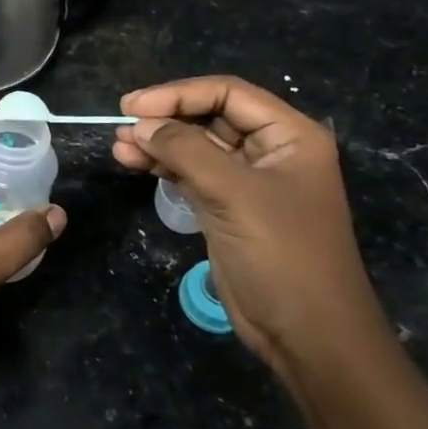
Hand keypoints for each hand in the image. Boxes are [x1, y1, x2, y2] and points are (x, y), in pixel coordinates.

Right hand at [114, 76, 388, 378]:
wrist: (308, 335)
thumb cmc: (282, 255)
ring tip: (119, 146)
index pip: (227, 93)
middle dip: (165, 118)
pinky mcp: (227, 206)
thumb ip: (186, 151)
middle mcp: (270, 150)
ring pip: (195, 145)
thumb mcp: (234, 195)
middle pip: (209, 115)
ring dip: (157, 143)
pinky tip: (133, 163)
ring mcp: (247, 180)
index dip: (178, 94)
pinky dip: (162, 166)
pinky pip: (190, 172)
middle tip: (121, 125)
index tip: (133, 107)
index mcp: (289, 135)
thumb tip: (139, 125)